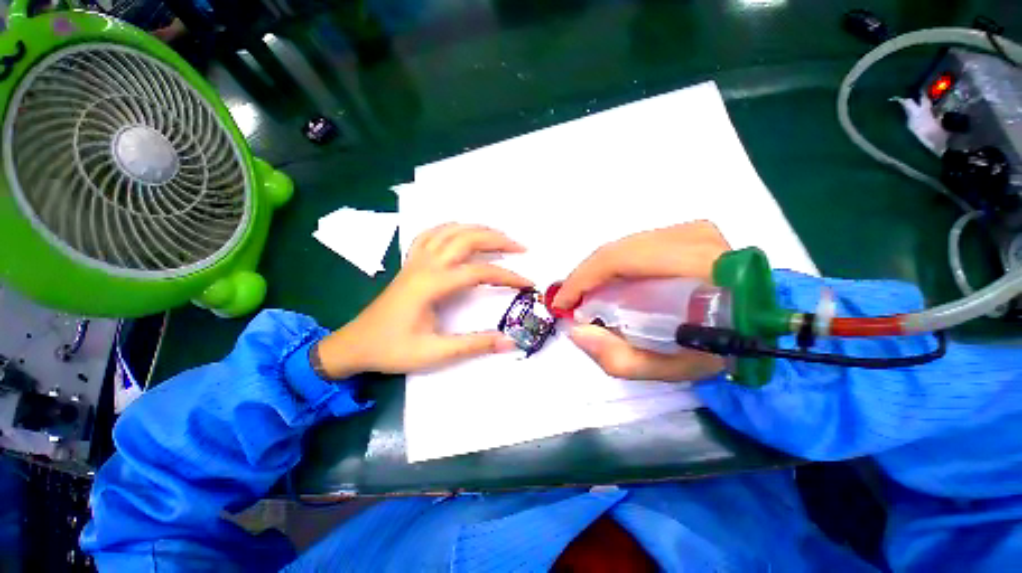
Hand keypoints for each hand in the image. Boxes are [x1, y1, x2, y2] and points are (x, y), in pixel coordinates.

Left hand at [314, 224, 531, 378]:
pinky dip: (450, 228)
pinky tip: (461, 232)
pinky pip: (431, 234)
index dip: (507, 275)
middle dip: (497, 239)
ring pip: (450, 231)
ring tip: (498, 235)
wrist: (355, 344)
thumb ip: (474, 345)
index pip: (479, 271)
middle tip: (520, 247)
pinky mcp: (411, 263)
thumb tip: (509, 341)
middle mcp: (425, 265)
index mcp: (432, 284)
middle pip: (466, 239)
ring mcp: (416, 260)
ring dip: (477, 229)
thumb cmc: (392, 349)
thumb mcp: (435, 353)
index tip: (527, 283)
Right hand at [552, 221, 730, 380]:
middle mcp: (693, 237)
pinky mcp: (688, 231)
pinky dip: (614, 266)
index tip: (561, 303)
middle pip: (616, 250)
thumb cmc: (719, 351)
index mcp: (697, 265)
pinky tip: (609, 284)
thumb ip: (620, 358)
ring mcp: (693, 230)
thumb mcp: (671, 369)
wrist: (758, 327)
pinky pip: (635, 245)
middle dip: (585, 277)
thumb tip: (577, 331)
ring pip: (622, 246)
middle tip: (571, 302)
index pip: (619, 259)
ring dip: (598, 272)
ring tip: (587, 296)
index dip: (582, 279)